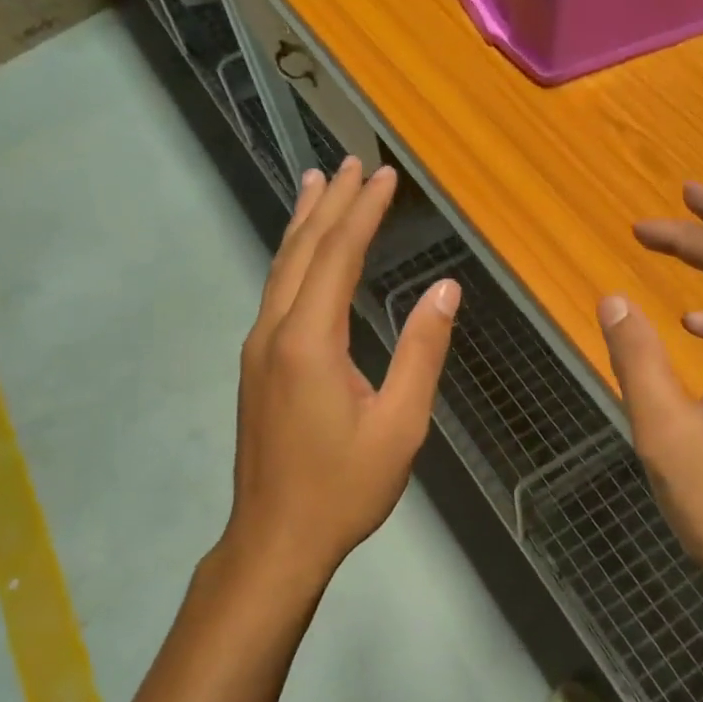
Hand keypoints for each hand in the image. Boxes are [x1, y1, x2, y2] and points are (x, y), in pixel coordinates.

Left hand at [220, 157, 458, 595]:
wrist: (276, 538)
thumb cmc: (344, 487)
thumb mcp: (400, 424)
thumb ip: (422, 352)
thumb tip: (445, 289)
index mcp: (309, 341)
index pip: (338, 255)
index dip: (363, 212)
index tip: (383, 176)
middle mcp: (275, 332)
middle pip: (303, 250)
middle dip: (330, 204)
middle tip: (350, 163)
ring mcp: (258, 348)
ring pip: (282, 269)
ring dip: (304, 224)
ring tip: (318, 184)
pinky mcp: (257, 365)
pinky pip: (276, 292)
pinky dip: (294, 258)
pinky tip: (303, 254)